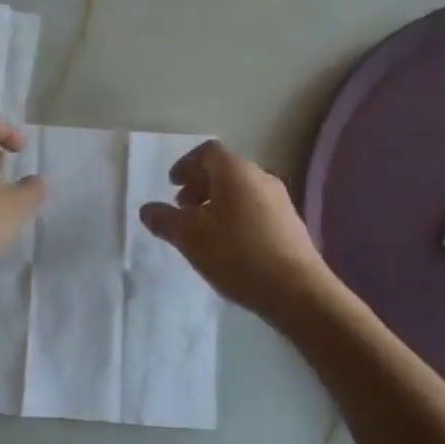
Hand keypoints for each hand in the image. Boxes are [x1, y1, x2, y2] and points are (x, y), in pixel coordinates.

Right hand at [139, 140, 334, 321]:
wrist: (298, 291)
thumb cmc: (237, 254)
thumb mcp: (189, 237)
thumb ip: (164, 220)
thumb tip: (147, 209)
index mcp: (235, 171)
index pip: (207, 152)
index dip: (185, 165)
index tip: (172, 185)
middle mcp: (261, 177)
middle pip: (224, 170)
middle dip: (199, 186)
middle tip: (183, 209)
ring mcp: (280, 201)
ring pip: (241, 191)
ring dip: (217, 203)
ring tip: (203, 232)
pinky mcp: (291, 225)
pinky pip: (256, 209)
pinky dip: (236, 217)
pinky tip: (229, 247)